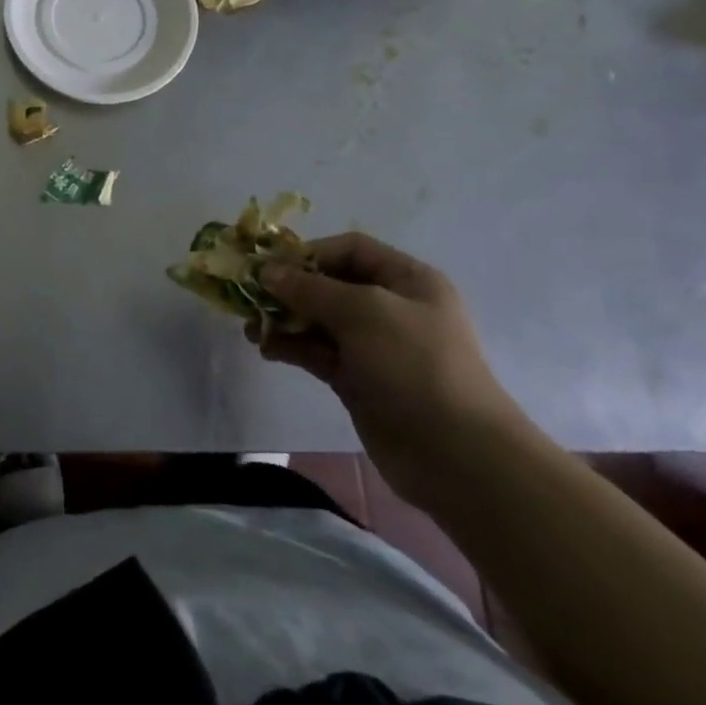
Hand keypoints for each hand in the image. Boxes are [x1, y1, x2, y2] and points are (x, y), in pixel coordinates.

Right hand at [255, 234, 535, 510]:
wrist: (456, 454)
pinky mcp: (359, 380)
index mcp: (407, 280)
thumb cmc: (414, 365)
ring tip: (250, 328)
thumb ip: (310, 288)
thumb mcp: (363, 312)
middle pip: (330, 284)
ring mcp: (375, 346)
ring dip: (284, 320)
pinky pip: (318, 352)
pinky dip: (291, 347)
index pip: (351, 249)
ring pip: (319, 320)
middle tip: (250, 298)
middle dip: (290, 289)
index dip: (309, 253)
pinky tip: (264, 348)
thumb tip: (267, 271)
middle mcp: (391, 307)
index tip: (270, 268)